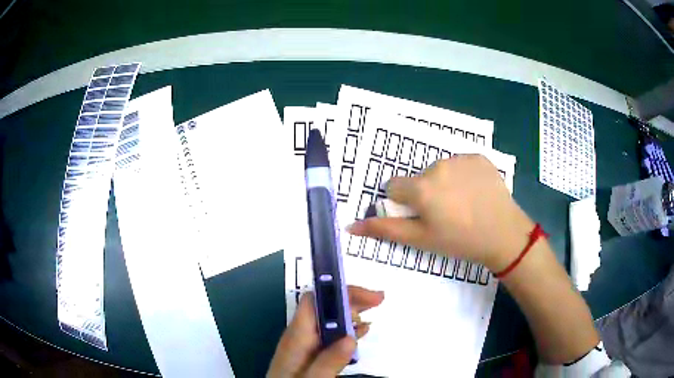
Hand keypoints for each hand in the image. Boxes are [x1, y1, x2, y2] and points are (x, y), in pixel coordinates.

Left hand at [267, 286, 383, 377]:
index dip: (339, 292)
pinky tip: (360, 331)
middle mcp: (299, 335)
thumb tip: (350, 338)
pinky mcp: (310, 353)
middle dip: (351, 299)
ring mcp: (304, 344)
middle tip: (378, 299)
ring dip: (352, 312)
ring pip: (329, 319)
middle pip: (324, 307)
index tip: (366, 296)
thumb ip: (327, 362)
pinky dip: (348, 329)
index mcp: (296, 337)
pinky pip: (330, 334)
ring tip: (373, 310)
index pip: (314, 301)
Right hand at [347, 155, 533, 271]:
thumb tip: (350, 226)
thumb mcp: (420, 240)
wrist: (504, 234)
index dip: (405, 203)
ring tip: (463, 203)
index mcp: (421, 187)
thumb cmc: (459, 241)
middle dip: (425, 193)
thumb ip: (385, 229)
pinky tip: (476, 192)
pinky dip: (464, 175)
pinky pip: (461, 164)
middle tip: (446, 213)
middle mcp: (437, 165)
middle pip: (419, 177)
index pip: (395, 186)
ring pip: (440, 169)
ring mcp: (460, 158)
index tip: (422, 216)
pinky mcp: (479, 157)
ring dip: (445, 183)